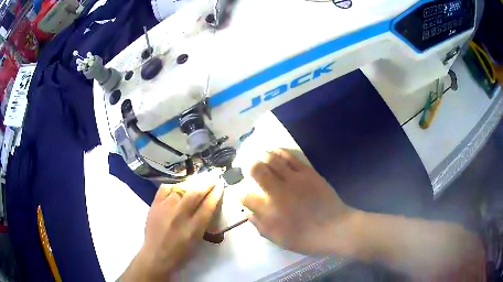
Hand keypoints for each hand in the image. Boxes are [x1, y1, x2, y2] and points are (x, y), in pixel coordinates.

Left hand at [121, 180, 223, 280]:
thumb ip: (202, 223)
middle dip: (206, 183)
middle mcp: (180, 216)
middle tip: (212, 177)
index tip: (220, 185)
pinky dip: (173, 186)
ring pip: (180, 189)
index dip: (216, 193)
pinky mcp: (154, 206)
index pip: (208, 206)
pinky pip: (165, 189)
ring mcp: (165, 209)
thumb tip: (207, 205)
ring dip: (191, 184)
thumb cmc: (180, 253)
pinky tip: (177, 188)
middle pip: (195, 193)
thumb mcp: (197, 241)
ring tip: (196, 181)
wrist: (156, 255)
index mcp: (193, 228)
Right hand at [241, 149, 357, 255]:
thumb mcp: (278, 239)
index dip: (240, 193)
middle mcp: (277, 191)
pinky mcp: (307, 172)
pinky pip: (290, 157)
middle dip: (248, 167)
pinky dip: (279, 152)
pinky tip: (274, 151)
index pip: (245, 195)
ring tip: (259, 156)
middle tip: (248, 167)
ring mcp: (293, 179)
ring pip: (272, 159)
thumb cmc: (306, 238)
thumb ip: (260, 225)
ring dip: (262, 156)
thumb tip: (248, 212)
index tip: (244, 194)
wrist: (335, 228)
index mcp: (268, 210)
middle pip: (256, 170)